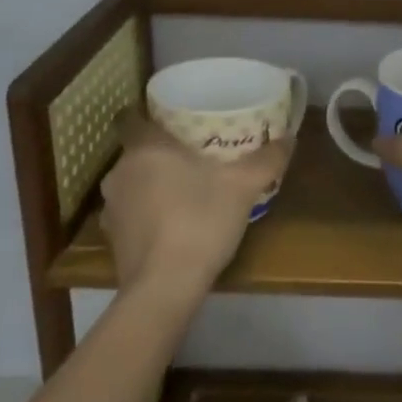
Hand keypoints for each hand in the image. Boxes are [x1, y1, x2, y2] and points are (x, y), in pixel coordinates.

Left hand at [99, 112, 293, 299]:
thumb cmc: (200, 221)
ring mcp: (112, 207)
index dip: (147, 113)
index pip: (130, 116)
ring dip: (153, 182)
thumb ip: (267, 159)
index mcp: (145, 148)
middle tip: (194, 152)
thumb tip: (289, 138)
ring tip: (186, 187)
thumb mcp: (244, 186)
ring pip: (133, 182)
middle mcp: (120, 171)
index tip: (172, 117)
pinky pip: (131, 212)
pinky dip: (148, 212)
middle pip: (137, 150)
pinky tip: (173, 222)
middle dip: (161, 151)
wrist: (164, 288)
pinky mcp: (112, 238)